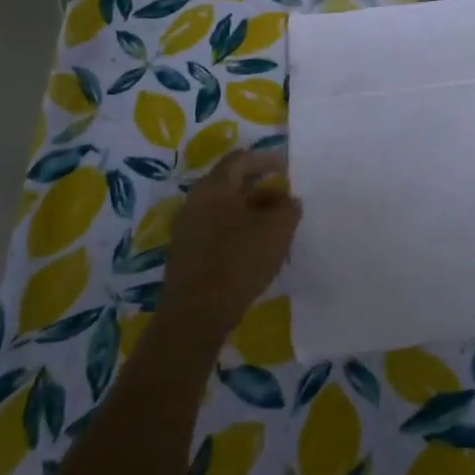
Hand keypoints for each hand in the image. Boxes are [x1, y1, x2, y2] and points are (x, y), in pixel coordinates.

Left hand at [158, 148, 300, 339]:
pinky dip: (236, 232)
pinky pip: (215, 231)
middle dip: (260, 189)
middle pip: (230, 184)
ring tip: (274, 228)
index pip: (241, 159)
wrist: (194, 315)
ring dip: (249, 213)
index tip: (286, 170)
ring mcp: (187, 229)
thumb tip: (289, 200)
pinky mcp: (186, 254)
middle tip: (284, 201)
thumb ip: (288, 208)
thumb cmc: (238, 261)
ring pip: (224, 209)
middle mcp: (196, 201)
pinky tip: (253, 251)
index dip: (266, 159)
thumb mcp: (277, 230)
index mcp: (215, 187)